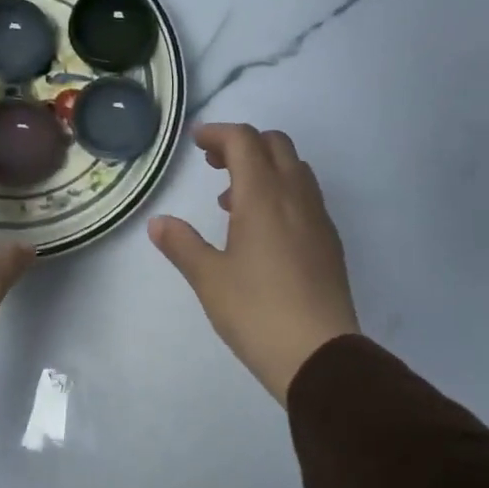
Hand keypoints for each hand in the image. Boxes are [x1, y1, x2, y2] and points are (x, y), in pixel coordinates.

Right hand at [149, 124, 360, 402]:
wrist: (318, 353)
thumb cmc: (256, 312)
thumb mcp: (209, 279)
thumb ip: (182, 245)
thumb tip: (158, 222)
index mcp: (263, 196)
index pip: (244, 141)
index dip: (218, 134)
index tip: (197, 143)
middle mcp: (296, 196)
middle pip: (276, 145)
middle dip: (244, 145)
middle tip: (214, 166)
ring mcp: (319, 218)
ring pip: (295, 170)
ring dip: (265, 169)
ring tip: (234, 203)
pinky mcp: (330, 242)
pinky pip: (306, 197)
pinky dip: (282, 193)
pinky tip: (264, 232)